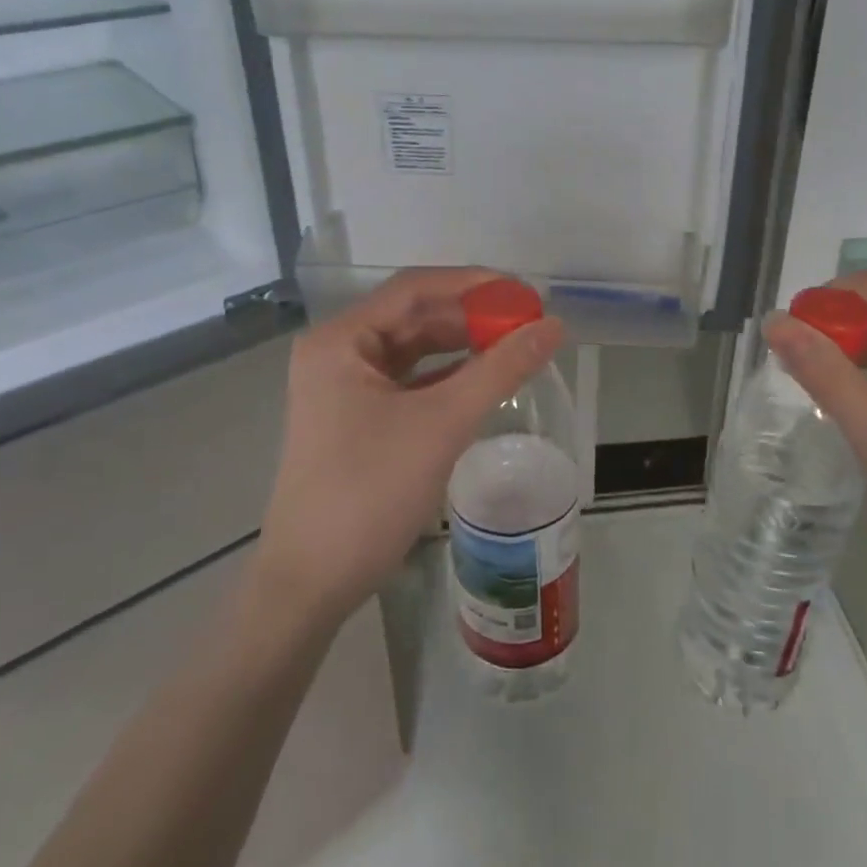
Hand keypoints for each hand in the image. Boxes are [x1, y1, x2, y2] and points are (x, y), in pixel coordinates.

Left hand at [251, 269, 564, 629]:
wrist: (311, 583)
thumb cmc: (369, 492)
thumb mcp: (441, 424)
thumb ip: (500, 370)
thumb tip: (554, 326)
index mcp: (341, 340)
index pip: (414, 289)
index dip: (473, 284)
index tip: (524, 293)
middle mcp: (338, 352)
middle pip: (414, 316)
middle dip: (471, 317)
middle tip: (528, 322)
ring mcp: (345, 386)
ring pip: (414, 349)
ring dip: (463, 345)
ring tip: (516, 345)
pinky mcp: (357, 416)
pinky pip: (410, 381)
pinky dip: (448, 376)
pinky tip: (486, 378)